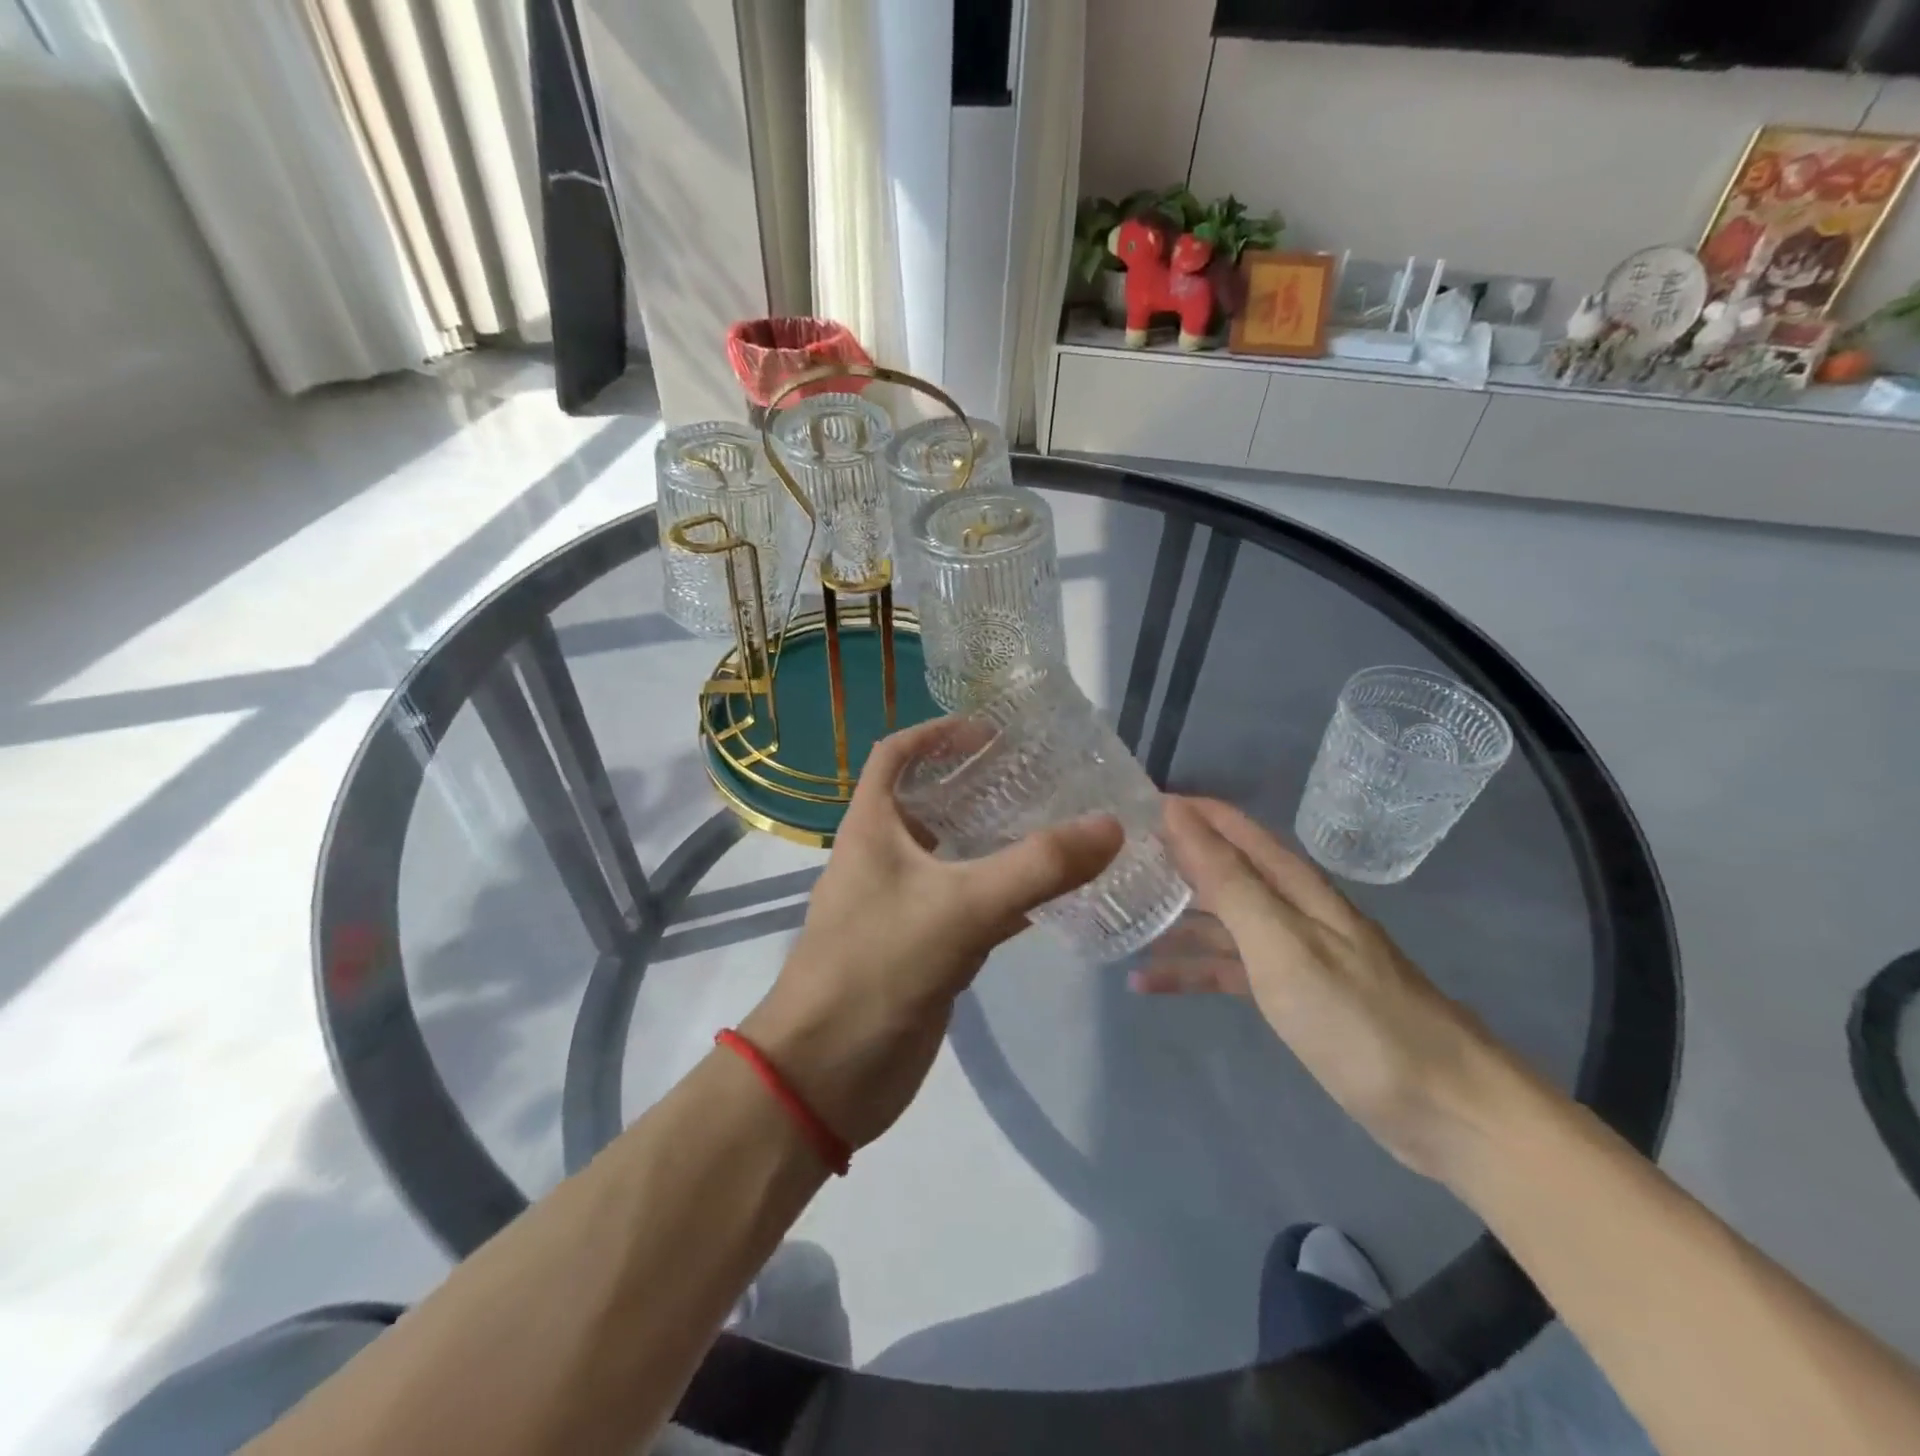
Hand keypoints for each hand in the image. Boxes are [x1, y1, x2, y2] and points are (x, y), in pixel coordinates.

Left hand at [743, 719, 1122, 1151]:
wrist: (827, 1076)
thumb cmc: (876, 968)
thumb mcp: (960, 907)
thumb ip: (1037, 867)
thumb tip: (1110, 825)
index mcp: (872, 827)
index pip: (896, 755)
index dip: (938, 733)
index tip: (992, 731)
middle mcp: (884, 857)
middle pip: (931, 803)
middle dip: (980, 785)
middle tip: (1042, 778)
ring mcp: (903, 905)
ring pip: (955, 858)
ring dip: (996, 842)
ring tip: (1057, 826)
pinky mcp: (923, 948)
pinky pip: (969, 907)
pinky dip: (1005, 896)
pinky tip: (1052, 896)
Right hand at [1138, 796, 1519, 1180]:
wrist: (1446, 1109)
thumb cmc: (1357, 1017)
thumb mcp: (1281, 942)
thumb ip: (1227, 879)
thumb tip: (1178, 815)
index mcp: (1293, 885)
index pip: (1231, 828)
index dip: (1186, 812)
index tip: (1130, 806)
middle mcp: (1290, 909)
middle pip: (1221, 872)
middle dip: (1170, 863)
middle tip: (1109, 864)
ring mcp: (1291, 954)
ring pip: (1218, 922)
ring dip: (1170, 920)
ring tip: (1116, 921)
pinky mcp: (1291, 997)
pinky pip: (1227, 970)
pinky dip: (1190, 972)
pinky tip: (1147, 983)